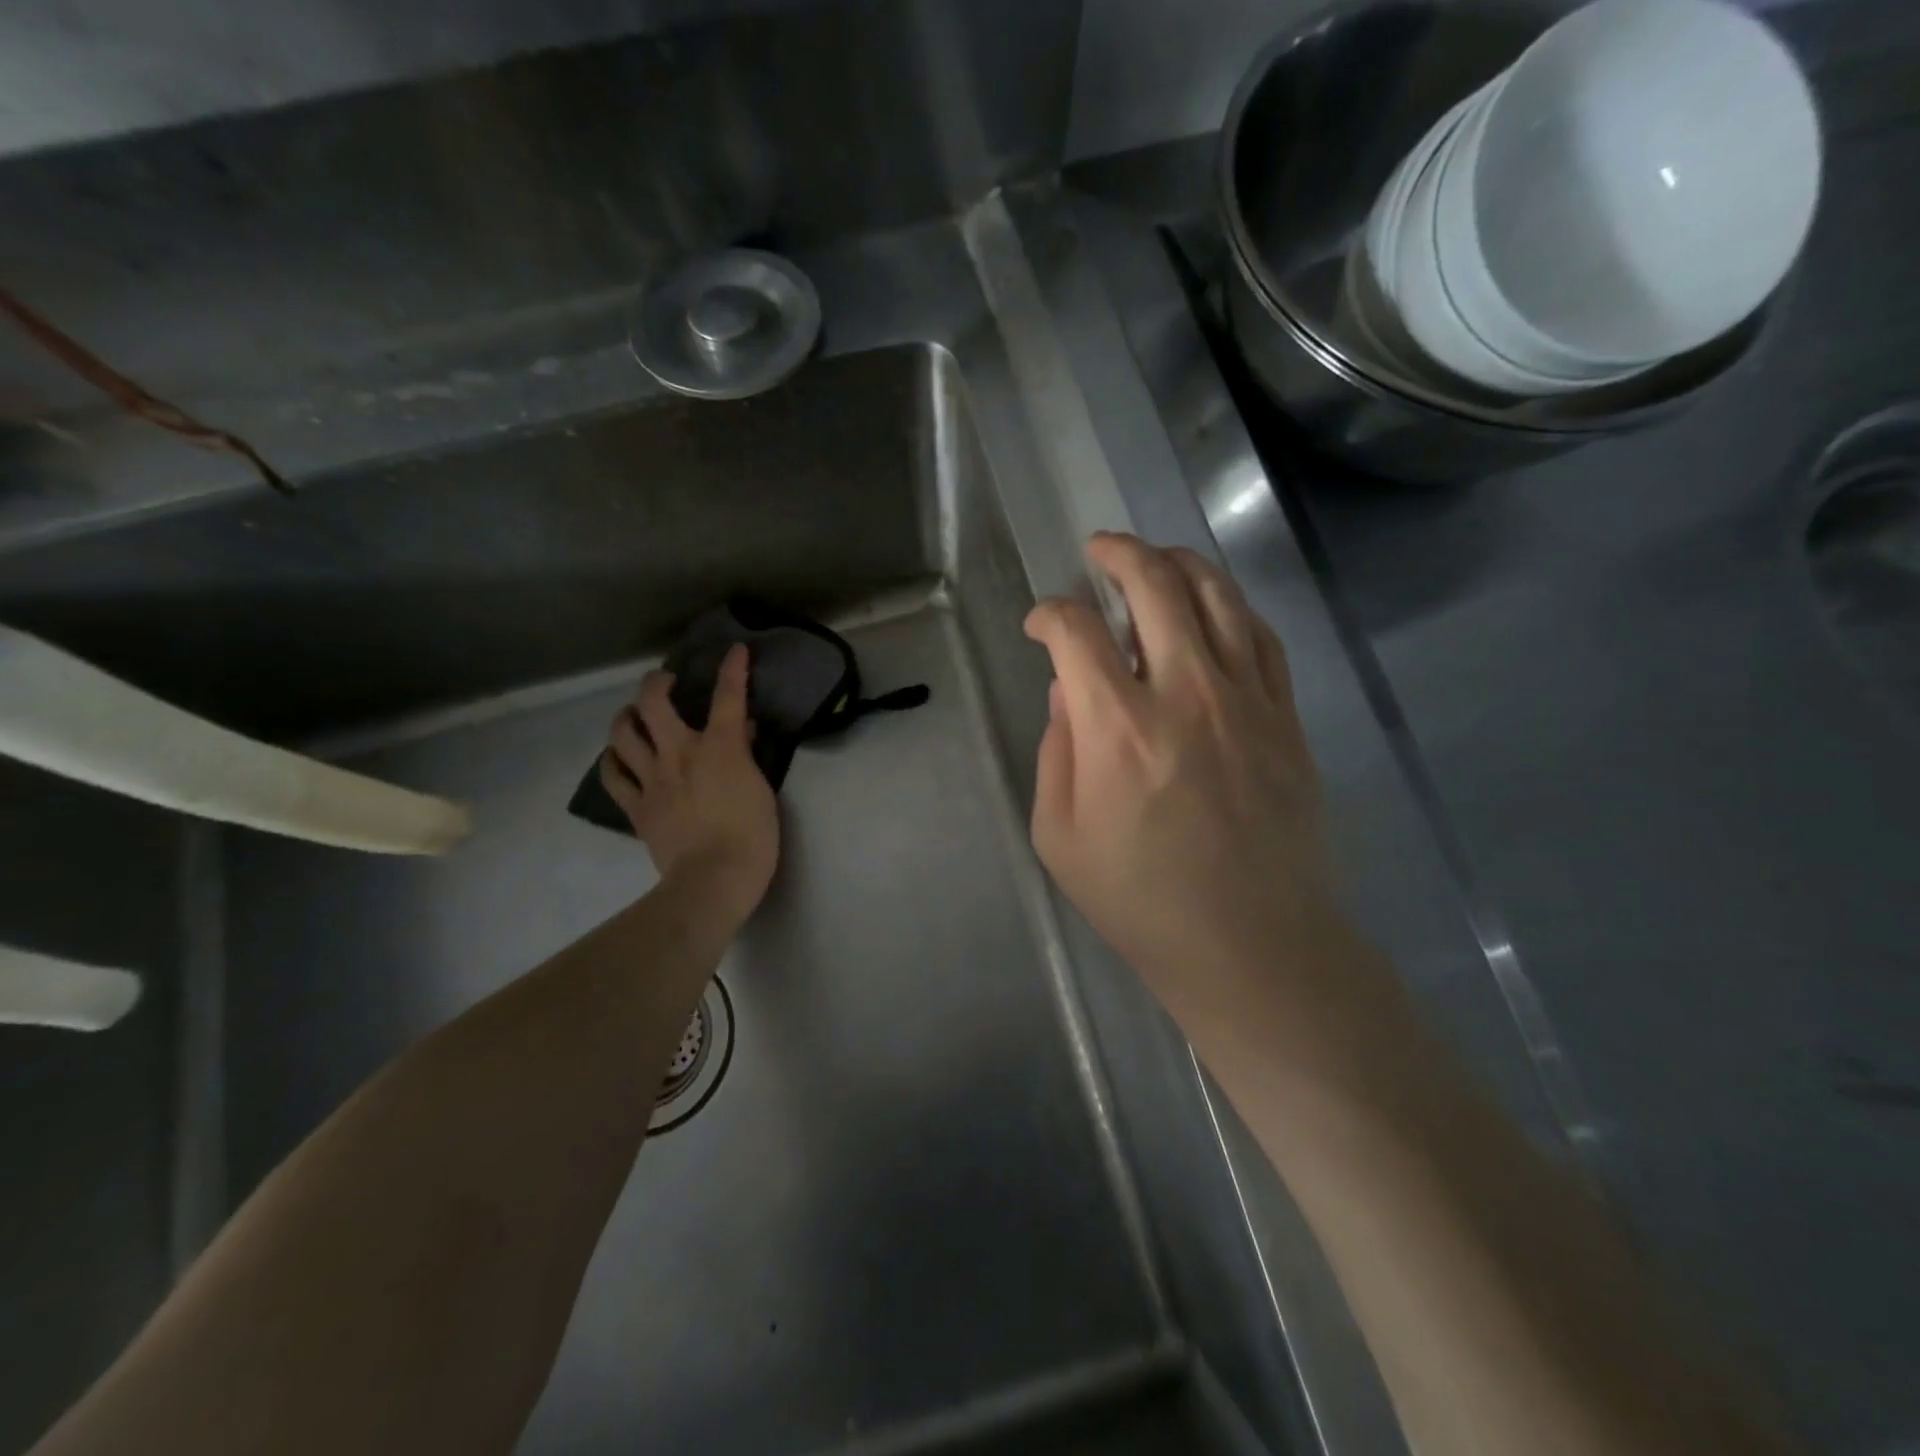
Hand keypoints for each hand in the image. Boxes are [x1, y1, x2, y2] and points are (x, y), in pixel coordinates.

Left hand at [598, 645, 778, 921]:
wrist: (714, 878)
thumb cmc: (752, 835)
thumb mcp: (761, 789)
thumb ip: (746, 755)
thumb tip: (741, 731)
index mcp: (718, 747)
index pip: (728, 696)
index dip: (733, 668)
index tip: (735, 650)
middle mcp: (679, 753)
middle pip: (654, 703)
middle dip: (657, 683)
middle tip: (664, 682)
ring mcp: (652, 778)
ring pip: (623, 733)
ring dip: (627, 717)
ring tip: (633, 715)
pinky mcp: (637, 806)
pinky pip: (612, 775)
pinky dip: (611, 761)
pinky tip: (616, 756)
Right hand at [1025, 533, 1337, 1036]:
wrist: (1250, 942)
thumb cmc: (1140, 899)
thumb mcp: (1059, 834)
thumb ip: (1057, 748)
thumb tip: (1069, 688)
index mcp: (1117, 726)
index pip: (1075, 631)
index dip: (1048, 614)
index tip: (1040, 626)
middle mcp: (1184, 692)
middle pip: (1153, 584)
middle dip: (1117, 553)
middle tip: (1097, 550)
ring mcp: (1245, 698)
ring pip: (1216, 594)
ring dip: (1177, 562)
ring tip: (1154, 559)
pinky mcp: (1284, 715)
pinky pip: (1259, 635)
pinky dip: (1229, 605)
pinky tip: (1212, 606)